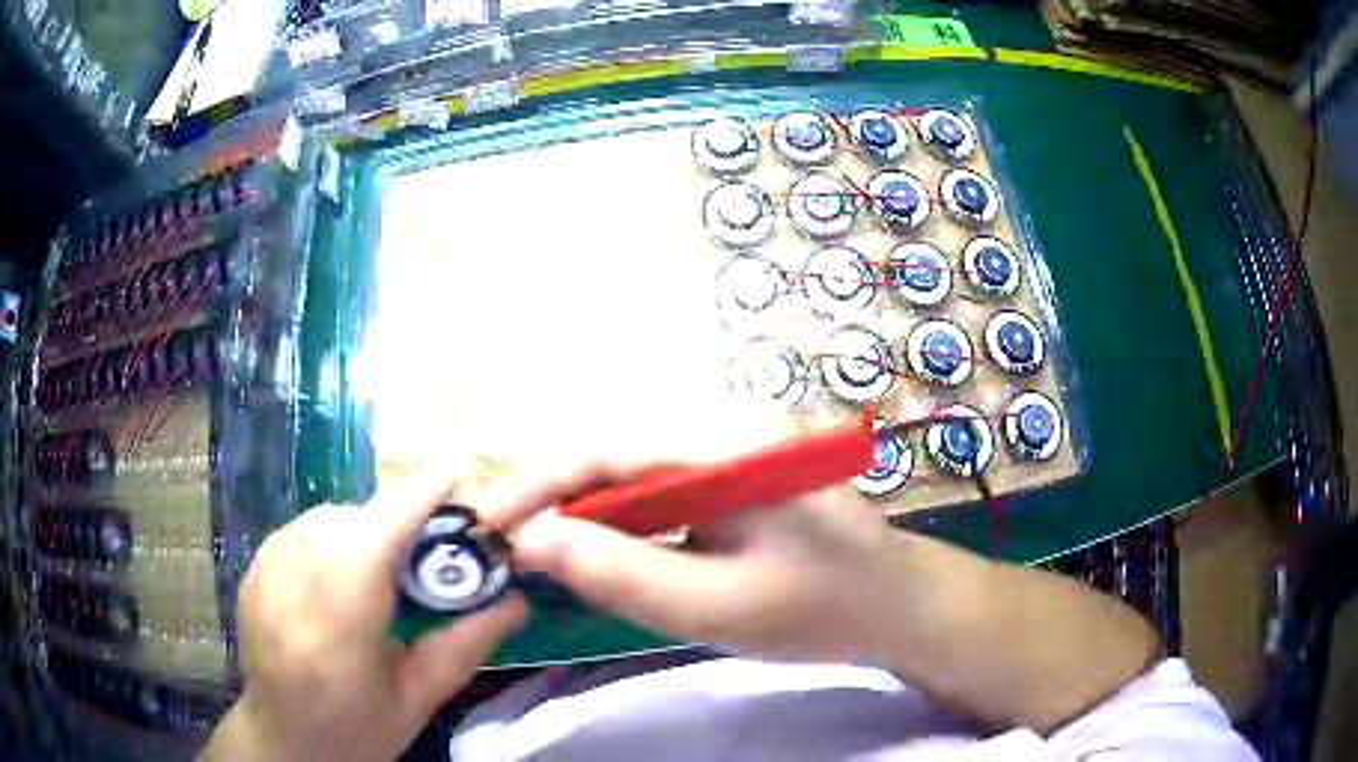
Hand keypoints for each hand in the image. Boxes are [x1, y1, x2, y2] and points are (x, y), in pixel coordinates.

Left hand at [202, 474, 525, 761]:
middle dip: (397, 519)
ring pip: (327, 517)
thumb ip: (464, 646)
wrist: (282, 738)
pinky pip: (302, 530)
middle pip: (355, 517)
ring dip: (363, 528)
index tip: (455, 475)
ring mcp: (267, 567)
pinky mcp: (254, 567)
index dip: (418, 496)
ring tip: (383, 569)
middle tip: (428, 551)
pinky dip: (331, 537)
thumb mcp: (418, 698)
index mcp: (342, 618)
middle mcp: (296, 578)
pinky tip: (341, 576)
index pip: (380, 532)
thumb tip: (516, 602)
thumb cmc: (355, 727)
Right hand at [506, 463, 925, 663]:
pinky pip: (662, 496)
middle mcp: (726, 430)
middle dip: (557, 507)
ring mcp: (733, 452)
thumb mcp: (717, 609)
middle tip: (513, 558)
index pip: (606, 450)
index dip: (536, 485)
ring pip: (634, 479)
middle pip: (615, 459)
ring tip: (553, 567)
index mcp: (729, 445)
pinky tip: (617, 563)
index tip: (485, 525)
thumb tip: (532, 540)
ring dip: (590, 522)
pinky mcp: (734, 477)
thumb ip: (622, 574)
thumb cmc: (822, 610)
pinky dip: (627, 530)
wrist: (897, 605)